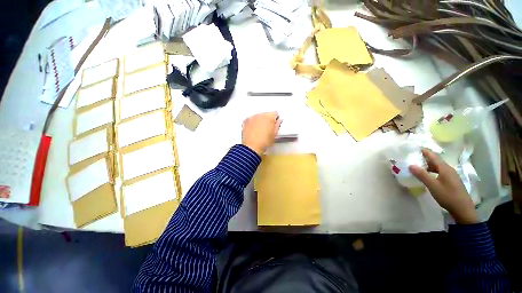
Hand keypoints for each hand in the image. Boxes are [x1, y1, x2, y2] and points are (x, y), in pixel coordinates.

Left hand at [242, 112, 281, 154]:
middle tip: (267, 129)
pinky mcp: (246, 121)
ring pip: (258, 116)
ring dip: (259, 121)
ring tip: (260, 131)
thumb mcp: (275, 134)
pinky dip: (252, 123)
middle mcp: (260, 115)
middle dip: (267, 120)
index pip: (275, 113)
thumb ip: (277, 125)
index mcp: (269, 117)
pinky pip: (251, 120)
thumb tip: (278, 121)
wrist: (252, 147)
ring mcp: (252, 117)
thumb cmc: (264, 142)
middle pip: (266, 114)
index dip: (275, 119)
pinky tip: (254, 130)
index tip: (274, 124)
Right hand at [409, 149, 477, 224]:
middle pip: (435, 161)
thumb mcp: (433, 186)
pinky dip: (432, 171)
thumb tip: (410, 165)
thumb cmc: (447, 196)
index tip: (414, 148)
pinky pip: (440, 172)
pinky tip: (427, 175)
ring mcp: (451, 175)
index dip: (424, 151)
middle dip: (424, 158)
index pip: (433, 156)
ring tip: (417, 166)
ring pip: (437, 167)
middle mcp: (448, 169)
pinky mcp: (451, 181)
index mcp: (444, 168)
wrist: (463, 209)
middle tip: (412, 158)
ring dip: (428, 165)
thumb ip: (422, 175)